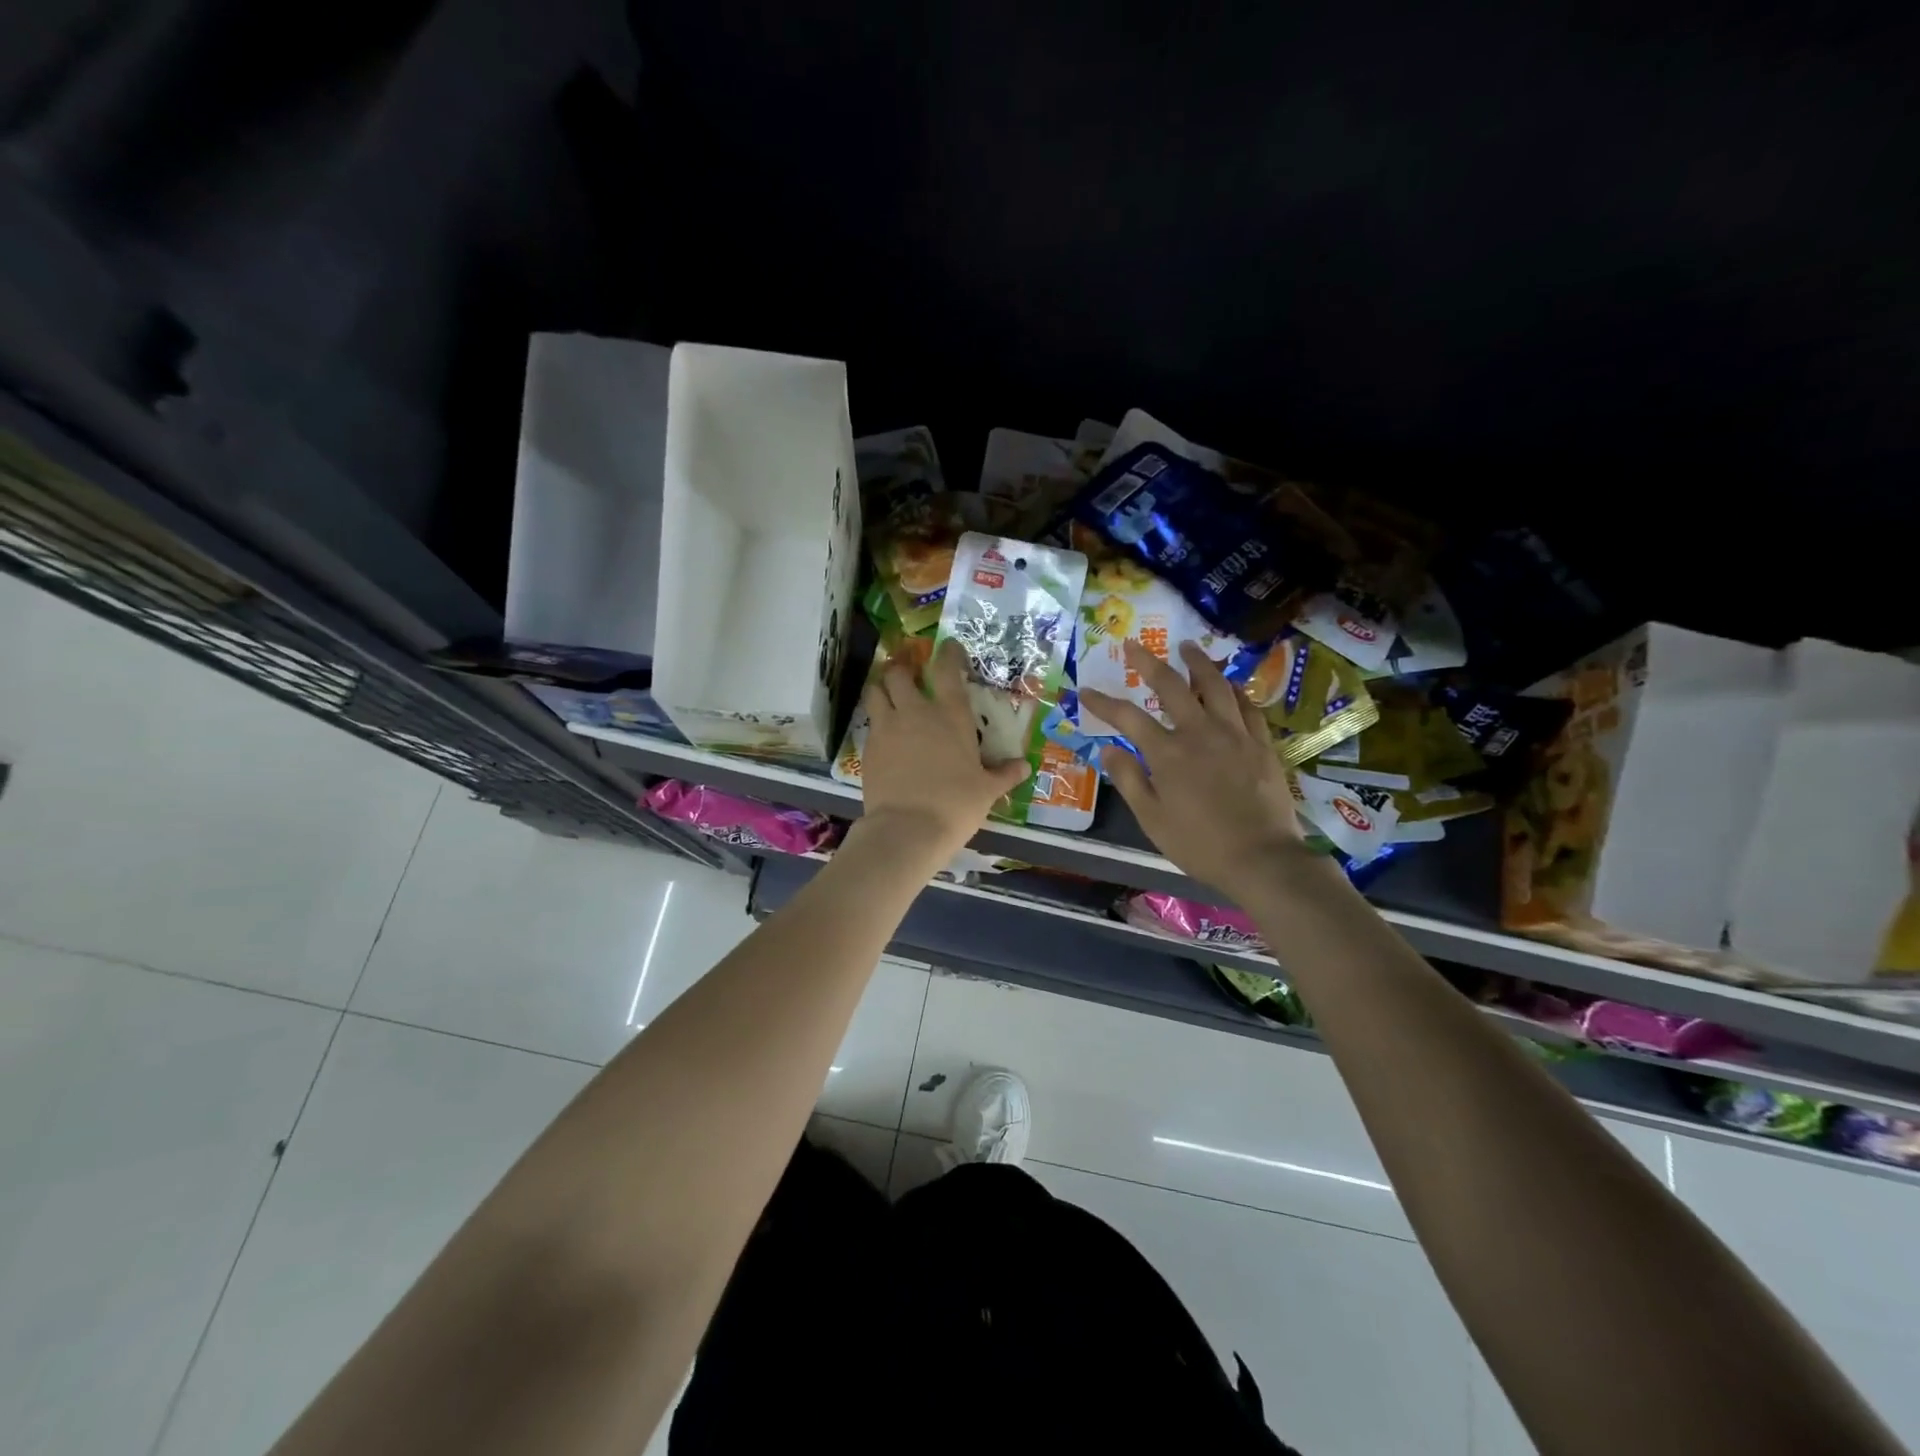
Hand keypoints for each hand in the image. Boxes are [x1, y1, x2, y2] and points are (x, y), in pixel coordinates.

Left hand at [856, 638, 1030, 857]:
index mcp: (951, 716)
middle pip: (899, 674)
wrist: (907, 829)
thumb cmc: (956, 805)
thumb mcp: (987, 791)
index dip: (947, 653)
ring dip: (881, 688)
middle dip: (902, 669)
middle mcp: (916, 713)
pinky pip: (870, 724)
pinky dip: (876, 722)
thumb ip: (1004, 774)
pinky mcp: (868, 748)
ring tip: (887, 694)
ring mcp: (887, 728)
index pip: (947, 670)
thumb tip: (1024, 766)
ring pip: (875, 692)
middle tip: (908, 674)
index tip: (948, 647)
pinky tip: (885, 735)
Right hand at [1081, 639, 1323, 902]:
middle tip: (1134, 645)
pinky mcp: (1261, 743)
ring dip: (1197, 663)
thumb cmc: (1199, 844)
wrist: (1262, 858)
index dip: (1103, 702)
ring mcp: (1235, 734)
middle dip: (1148, 662)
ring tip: (1187, 647)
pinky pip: (1247, 705)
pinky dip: (1234, 689)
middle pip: (1171, 686)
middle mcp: (1200, 732)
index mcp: (1167, 753)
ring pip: (1216, 685)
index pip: (1127, 717)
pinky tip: (1229, 685)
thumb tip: (1108, 750)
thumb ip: (1128, 780)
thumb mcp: (1152, 819)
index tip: (1086, 690)